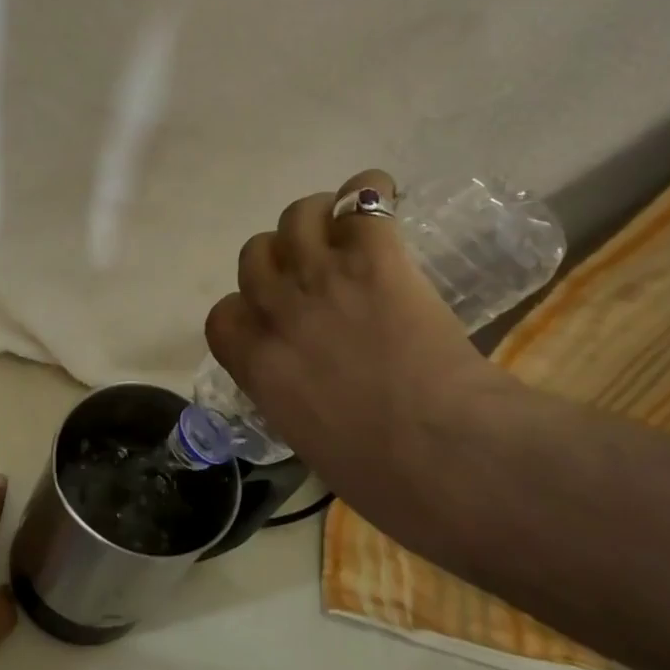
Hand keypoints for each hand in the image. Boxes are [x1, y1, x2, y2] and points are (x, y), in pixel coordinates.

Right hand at [204, 169, 518, 518]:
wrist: (447, 457)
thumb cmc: (384, 477)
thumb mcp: (312, 444)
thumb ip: (297, 401)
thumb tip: (315, 393)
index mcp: (257, 366)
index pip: (222, 315)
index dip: (246, 309)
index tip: (271, 317)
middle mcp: (278, 312)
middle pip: (255, 255)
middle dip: (280, 260)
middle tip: (316, 270)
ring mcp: (323, 278)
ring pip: (297, 216)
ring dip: (316, 217)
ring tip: (345, 227)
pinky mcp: (374, 258)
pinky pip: (361, 200)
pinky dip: (370, 192)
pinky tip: (384, 198)